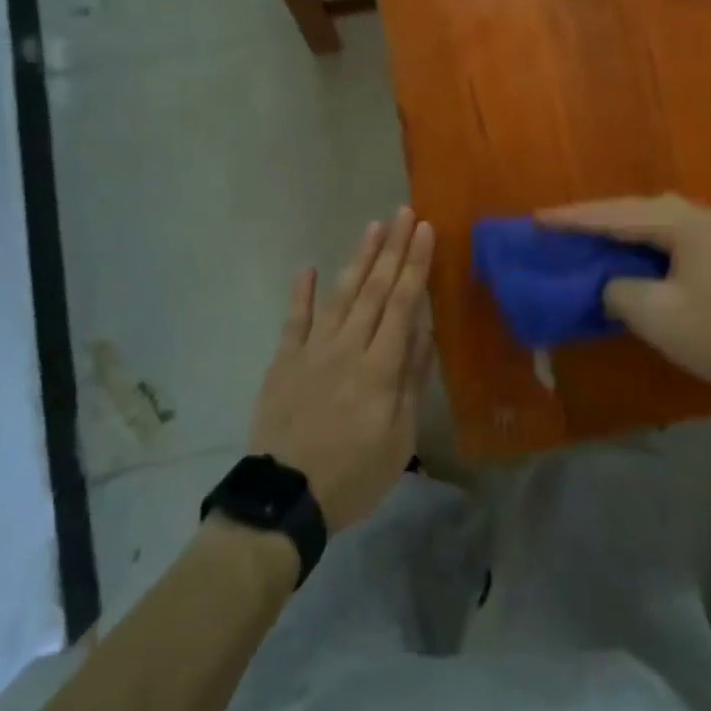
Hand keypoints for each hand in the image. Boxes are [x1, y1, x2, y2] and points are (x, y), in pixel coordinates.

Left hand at [249, 208, 436, 533]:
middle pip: (374, 290)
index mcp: (380, 368)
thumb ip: (411, 380)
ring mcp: (312, 350)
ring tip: (372, 227)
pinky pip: (294, 319)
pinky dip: (302, 292)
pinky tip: (309, 267)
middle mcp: (348, 348)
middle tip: (404, 212)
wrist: (285, 498)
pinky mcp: (284, 360)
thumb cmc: (353, 474)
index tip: (425, 230)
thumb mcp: (398, 438)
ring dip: (358, 259)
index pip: (402, 304)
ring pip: (340, 295)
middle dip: (392, 249)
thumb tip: (423, 330)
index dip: (415, 264)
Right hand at [537, 194, 710, 408]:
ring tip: (586, 235)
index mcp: (685, 223)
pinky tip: (630, 253)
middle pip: (636, 209)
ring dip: (619, 228)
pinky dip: (643, 242)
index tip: (536, 218)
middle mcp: (702, 215)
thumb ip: (619, 290)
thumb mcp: (658, 317)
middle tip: (556, 226)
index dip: (574, 219)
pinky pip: (672, 235)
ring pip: (655, 220)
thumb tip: (608, 282)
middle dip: (595, 217)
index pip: (617, 216)